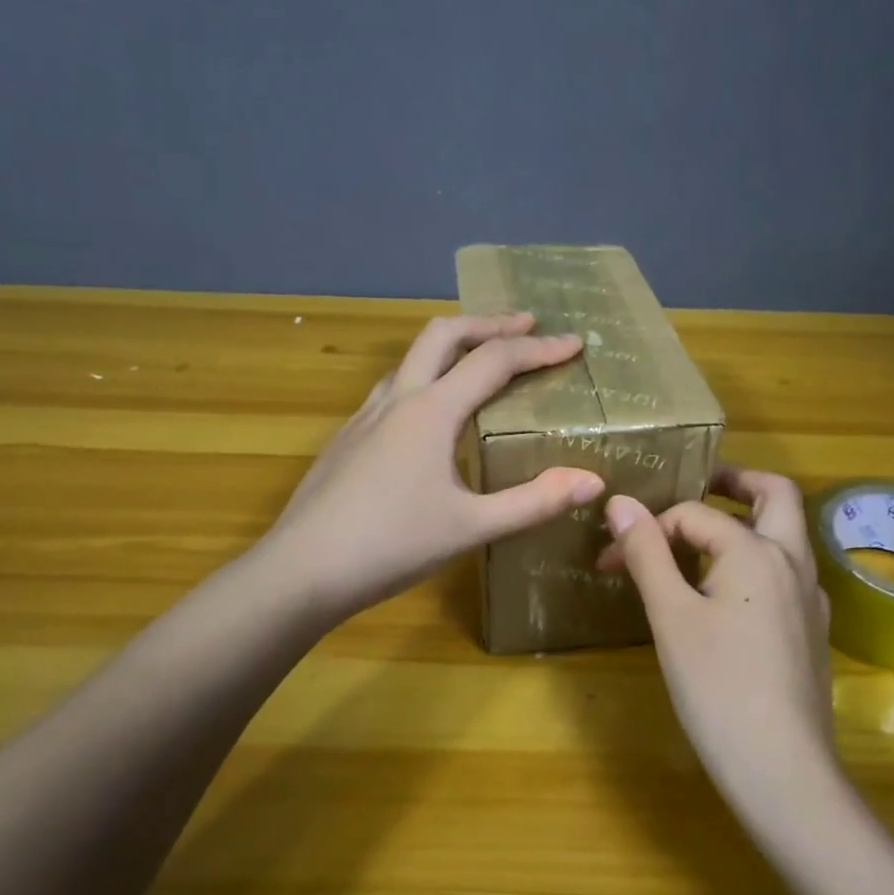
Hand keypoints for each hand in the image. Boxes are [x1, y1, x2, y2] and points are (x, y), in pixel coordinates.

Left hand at [266, 313, 605, 620]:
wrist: (300, 571)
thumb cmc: (390, 546)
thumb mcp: (471, 526)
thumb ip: (534, 502)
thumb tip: (593, 480)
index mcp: (430, 411)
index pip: (494, 361)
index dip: (539, 349)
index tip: (574, 343)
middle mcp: (396, 400)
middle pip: (443, 334)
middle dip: (488, 323)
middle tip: (526, 325)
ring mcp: (364, 417)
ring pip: (411, 358)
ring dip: (451, 345)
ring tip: (481, 358)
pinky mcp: (347, 439)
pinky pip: (393, 388)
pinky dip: (426, 377)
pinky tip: (431, 413)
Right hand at [598, 465, 836, 807]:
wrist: (783, 770)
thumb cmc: (718, 688)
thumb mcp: (671, 616)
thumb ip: (647, 553)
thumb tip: (621, 502)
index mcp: (758, 550)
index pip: (695, 514)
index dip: (647, 529)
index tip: (609, 560)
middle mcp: (794, 562)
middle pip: (776, 495)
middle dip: (736, 482)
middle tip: (697, 486)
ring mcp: (810, 598)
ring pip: (785, 535)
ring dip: (747, 520)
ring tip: (699, 541)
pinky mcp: (812, 630)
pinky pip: (785, 573)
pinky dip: (757, 560)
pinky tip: (725, 594)